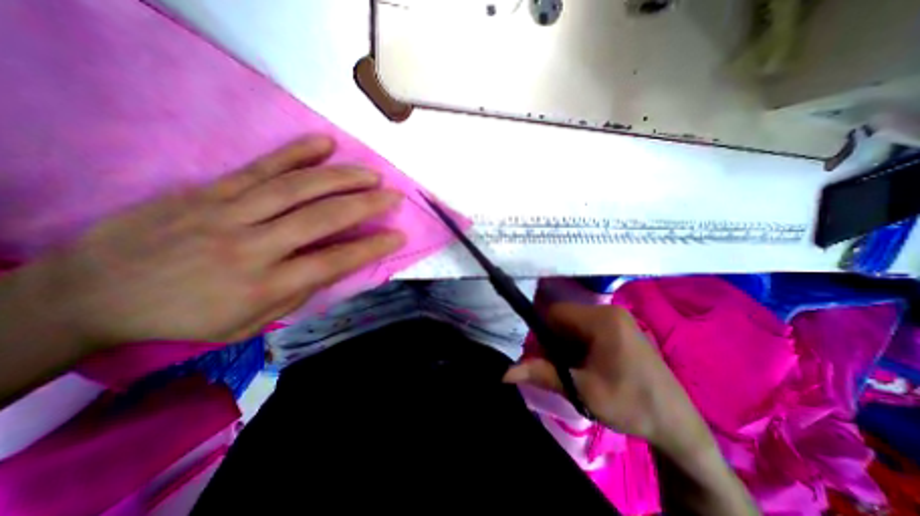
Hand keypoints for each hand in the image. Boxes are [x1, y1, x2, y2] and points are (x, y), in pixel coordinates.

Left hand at [22, 134, 402, 347]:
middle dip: (366, 205)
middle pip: (323, 218)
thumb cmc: (187, 317)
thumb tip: (336, 265)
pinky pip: (262, 166)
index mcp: (265, 284)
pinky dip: (297, 152)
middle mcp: (254, 245)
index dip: (372, 247)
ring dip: (343, 178)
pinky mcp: (210, 190)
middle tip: (393, 196)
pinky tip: (325, 143)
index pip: (335, 261)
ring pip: (298, 187)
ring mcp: (230, 211)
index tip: (399, 236)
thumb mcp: (251, 322)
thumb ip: (299, 292)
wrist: (93, 293)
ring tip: (371, 174)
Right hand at [502, 303, 709, 456]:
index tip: (543, 359)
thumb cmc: (631, 404)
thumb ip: (543, 375)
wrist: (677, 423)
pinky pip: (586, 329)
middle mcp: (608, 311)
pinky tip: (586, 366)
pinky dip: (578, 345)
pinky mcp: (620, 327)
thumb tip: (505, 373)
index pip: (554, 313)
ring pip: (573, 324)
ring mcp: (616, 318)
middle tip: (559, 369)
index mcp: (602, 320)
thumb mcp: (583, 391)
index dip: (541, 333)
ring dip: (565, 345)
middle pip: (563, 318)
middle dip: (554, 342)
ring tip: (575, 371)